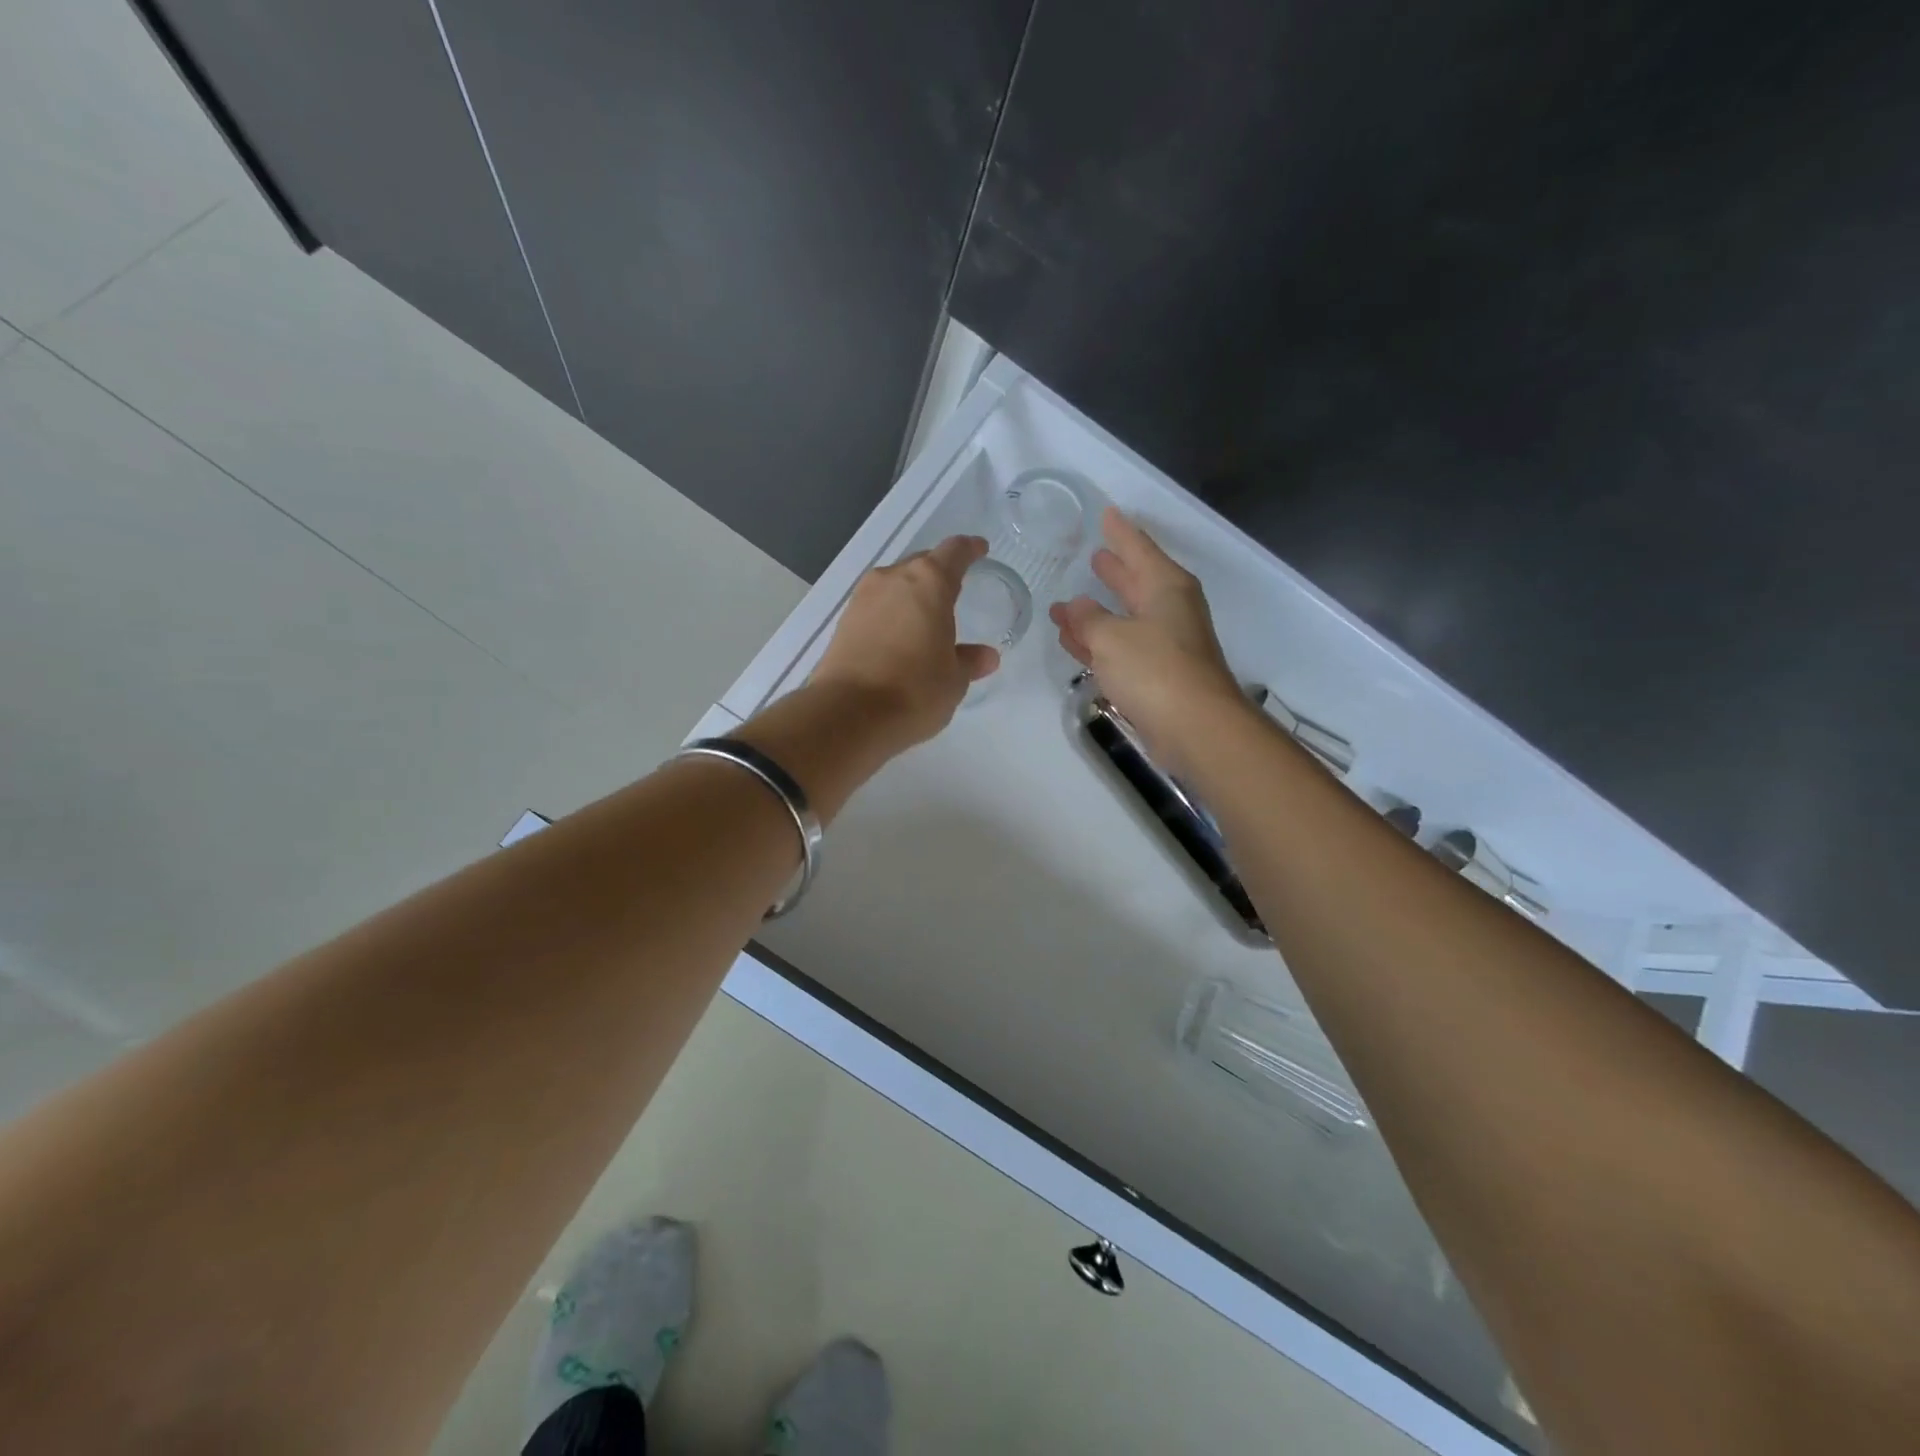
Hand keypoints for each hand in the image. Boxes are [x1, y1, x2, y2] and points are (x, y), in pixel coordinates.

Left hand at [812, 535, 1000, 749]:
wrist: (848, 715)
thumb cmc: (914, 691)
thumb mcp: (953, 680)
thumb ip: (969, 661)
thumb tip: (985, 656)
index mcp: (928, 582)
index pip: (954, 552)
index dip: (970, 549)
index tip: (980, 550)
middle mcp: (892, 579)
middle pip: (921, 564)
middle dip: (939, 573)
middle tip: (955, 590)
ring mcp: (862, 599)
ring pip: (895, 584)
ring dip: (911, 595)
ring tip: (926, 617)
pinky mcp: (843, 623)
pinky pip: (876, 607)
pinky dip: (892, 614)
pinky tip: (900, 636)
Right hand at [1049, 509, 1247, 775]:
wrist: (1196, 728)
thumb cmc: (1155, 670)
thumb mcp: (1111, 637)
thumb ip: (1088, 618)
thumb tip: (1075, 606)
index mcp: (1165, 587)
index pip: (1138, 548)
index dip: (1120, 531)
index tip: (1107, 513)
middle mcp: (1169, 610)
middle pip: (1136, 581)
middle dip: (1114, 570)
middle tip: (1093, 554)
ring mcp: (1165, 644)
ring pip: (1124, 619)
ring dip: (1096, 612)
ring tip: (1067, 603)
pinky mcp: (1157, 676)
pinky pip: (1120, 648)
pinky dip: (1097, 644)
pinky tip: (1074, 643)